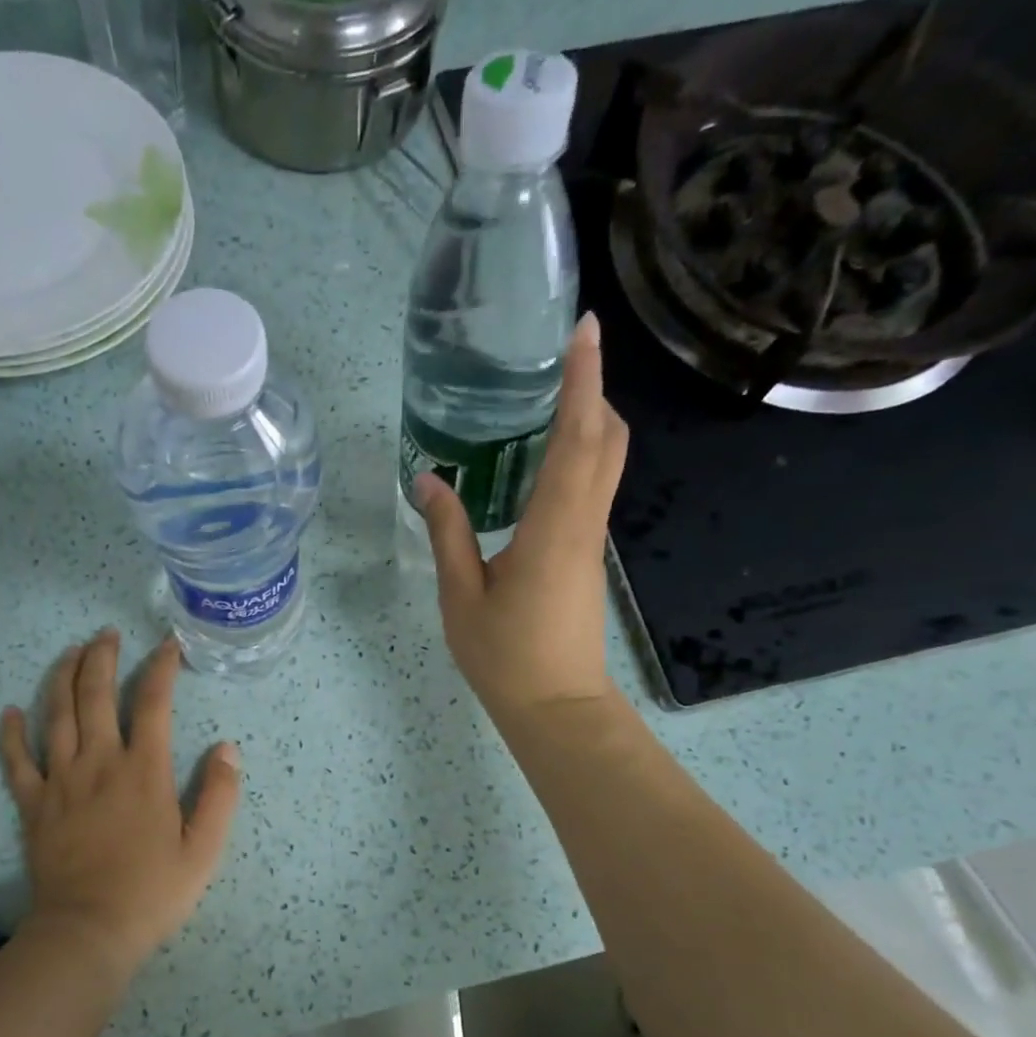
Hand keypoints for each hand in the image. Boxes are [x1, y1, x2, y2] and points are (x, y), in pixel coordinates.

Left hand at [0, 630, 240, 974]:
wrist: (88, 932)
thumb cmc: (152, 892)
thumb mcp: (204, 849)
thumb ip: (219, 795)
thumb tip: (227, 747)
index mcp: (144, 770)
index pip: (154, 703)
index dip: (161, 668)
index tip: (168, 647)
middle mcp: (99, 762)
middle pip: (96, 694)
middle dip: (101, 657)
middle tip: (106, 634)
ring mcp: (60, 780)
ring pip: (55, 714)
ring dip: (61, 677)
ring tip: (69, 652)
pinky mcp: (32, 804)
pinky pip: (15, 760)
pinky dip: (11, 733)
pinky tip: (10, 711)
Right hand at [415, 313, 629, 729]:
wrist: (556, 707)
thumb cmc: (505, 655)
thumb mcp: (461, 595)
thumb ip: (447, 532)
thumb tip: (428, 478)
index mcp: (554, 527)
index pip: (578, 438)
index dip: (584, 381)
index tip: (586, 329)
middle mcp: (583, 523)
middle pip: (608, 441)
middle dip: (593, 391)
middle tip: (560, 360)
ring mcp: (591, 540)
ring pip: (605, 463)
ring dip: (588, 421)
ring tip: (547, 398)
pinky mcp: (585, 555)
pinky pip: (591, 488)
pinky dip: (578, 456)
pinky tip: (541, 460)